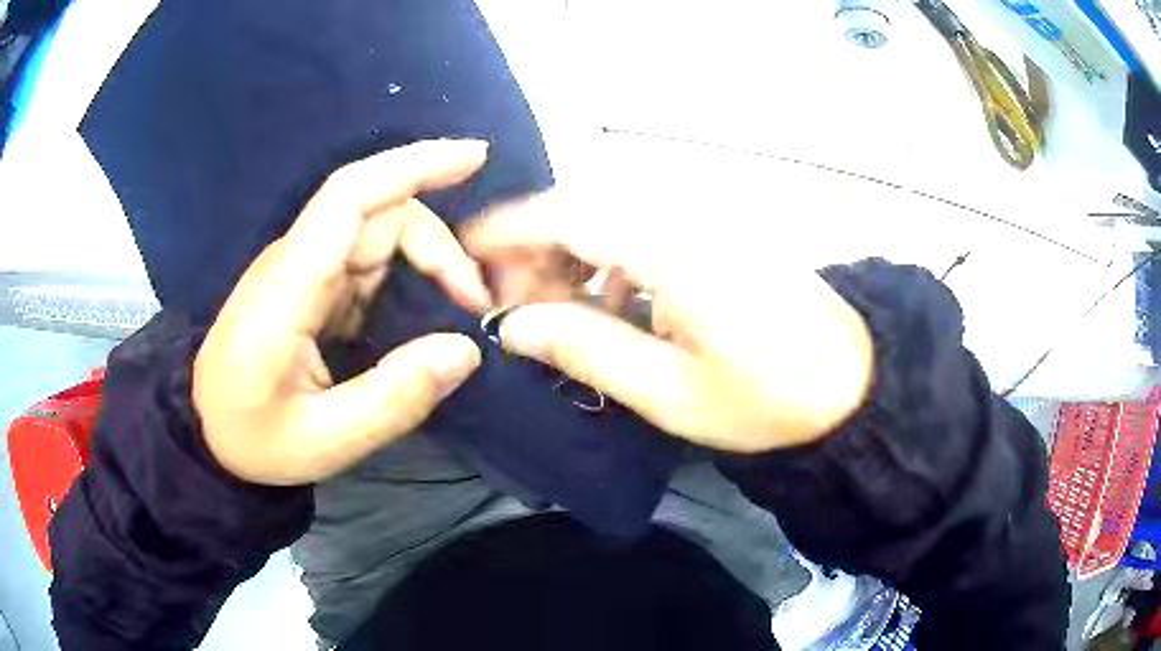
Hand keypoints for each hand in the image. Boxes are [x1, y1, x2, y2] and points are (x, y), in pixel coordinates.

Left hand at [194, 140, 492, 484]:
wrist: (206, 433)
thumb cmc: (254, 439)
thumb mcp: (325, 441)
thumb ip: (394, 400)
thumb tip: (466, 350)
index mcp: (288, 289)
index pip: (350, 197)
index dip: (412, 166)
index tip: (475, 157)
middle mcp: (296, 262)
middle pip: (380, 216)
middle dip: (439, 249)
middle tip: (474, 309)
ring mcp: (301, 270)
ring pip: (379, 236)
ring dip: (428, 264)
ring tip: (457, 313)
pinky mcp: (308, 285)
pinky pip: (369, 263)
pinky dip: (408, 278)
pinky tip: (424, 314)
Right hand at [463, 191, 873, 452]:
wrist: (855, 382)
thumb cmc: (768, 399)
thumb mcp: (671, 392)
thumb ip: (587, 350)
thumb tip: (513, 328)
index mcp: (671, 250)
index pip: (568, 215)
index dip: (509, 230)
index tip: (466, 253)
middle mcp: (684, 218)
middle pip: (585, 211)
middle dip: (537, 252)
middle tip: (515, 308)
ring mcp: (706, 223)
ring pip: (614, 221)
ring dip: (574, 258)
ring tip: (557, 313)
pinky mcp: (719, 237)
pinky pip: (646, 233)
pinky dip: (614, 263)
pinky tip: (616, 307)